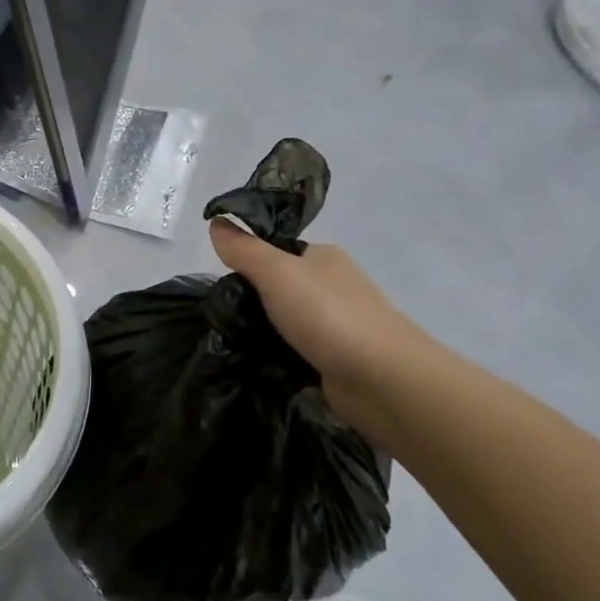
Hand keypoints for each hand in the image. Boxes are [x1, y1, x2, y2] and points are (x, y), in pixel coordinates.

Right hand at [208, 221, 432, 420]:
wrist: (383, 379)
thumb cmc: (329, 315)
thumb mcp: (276, 272)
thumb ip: (244, 249)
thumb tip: (216, 222)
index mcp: (323, 257)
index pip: (275, 251)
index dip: (246, 262)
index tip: (222, 282)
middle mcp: (332, 286)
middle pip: (277, 287)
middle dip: (251, 300)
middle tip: (222, 316)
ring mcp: (336, 324)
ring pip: (284, 320)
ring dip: (261, 330)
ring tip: (230, 341)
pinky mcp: (335, 358)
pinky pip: (294, 350)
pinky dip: (276, 355)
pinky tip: (255, 362)